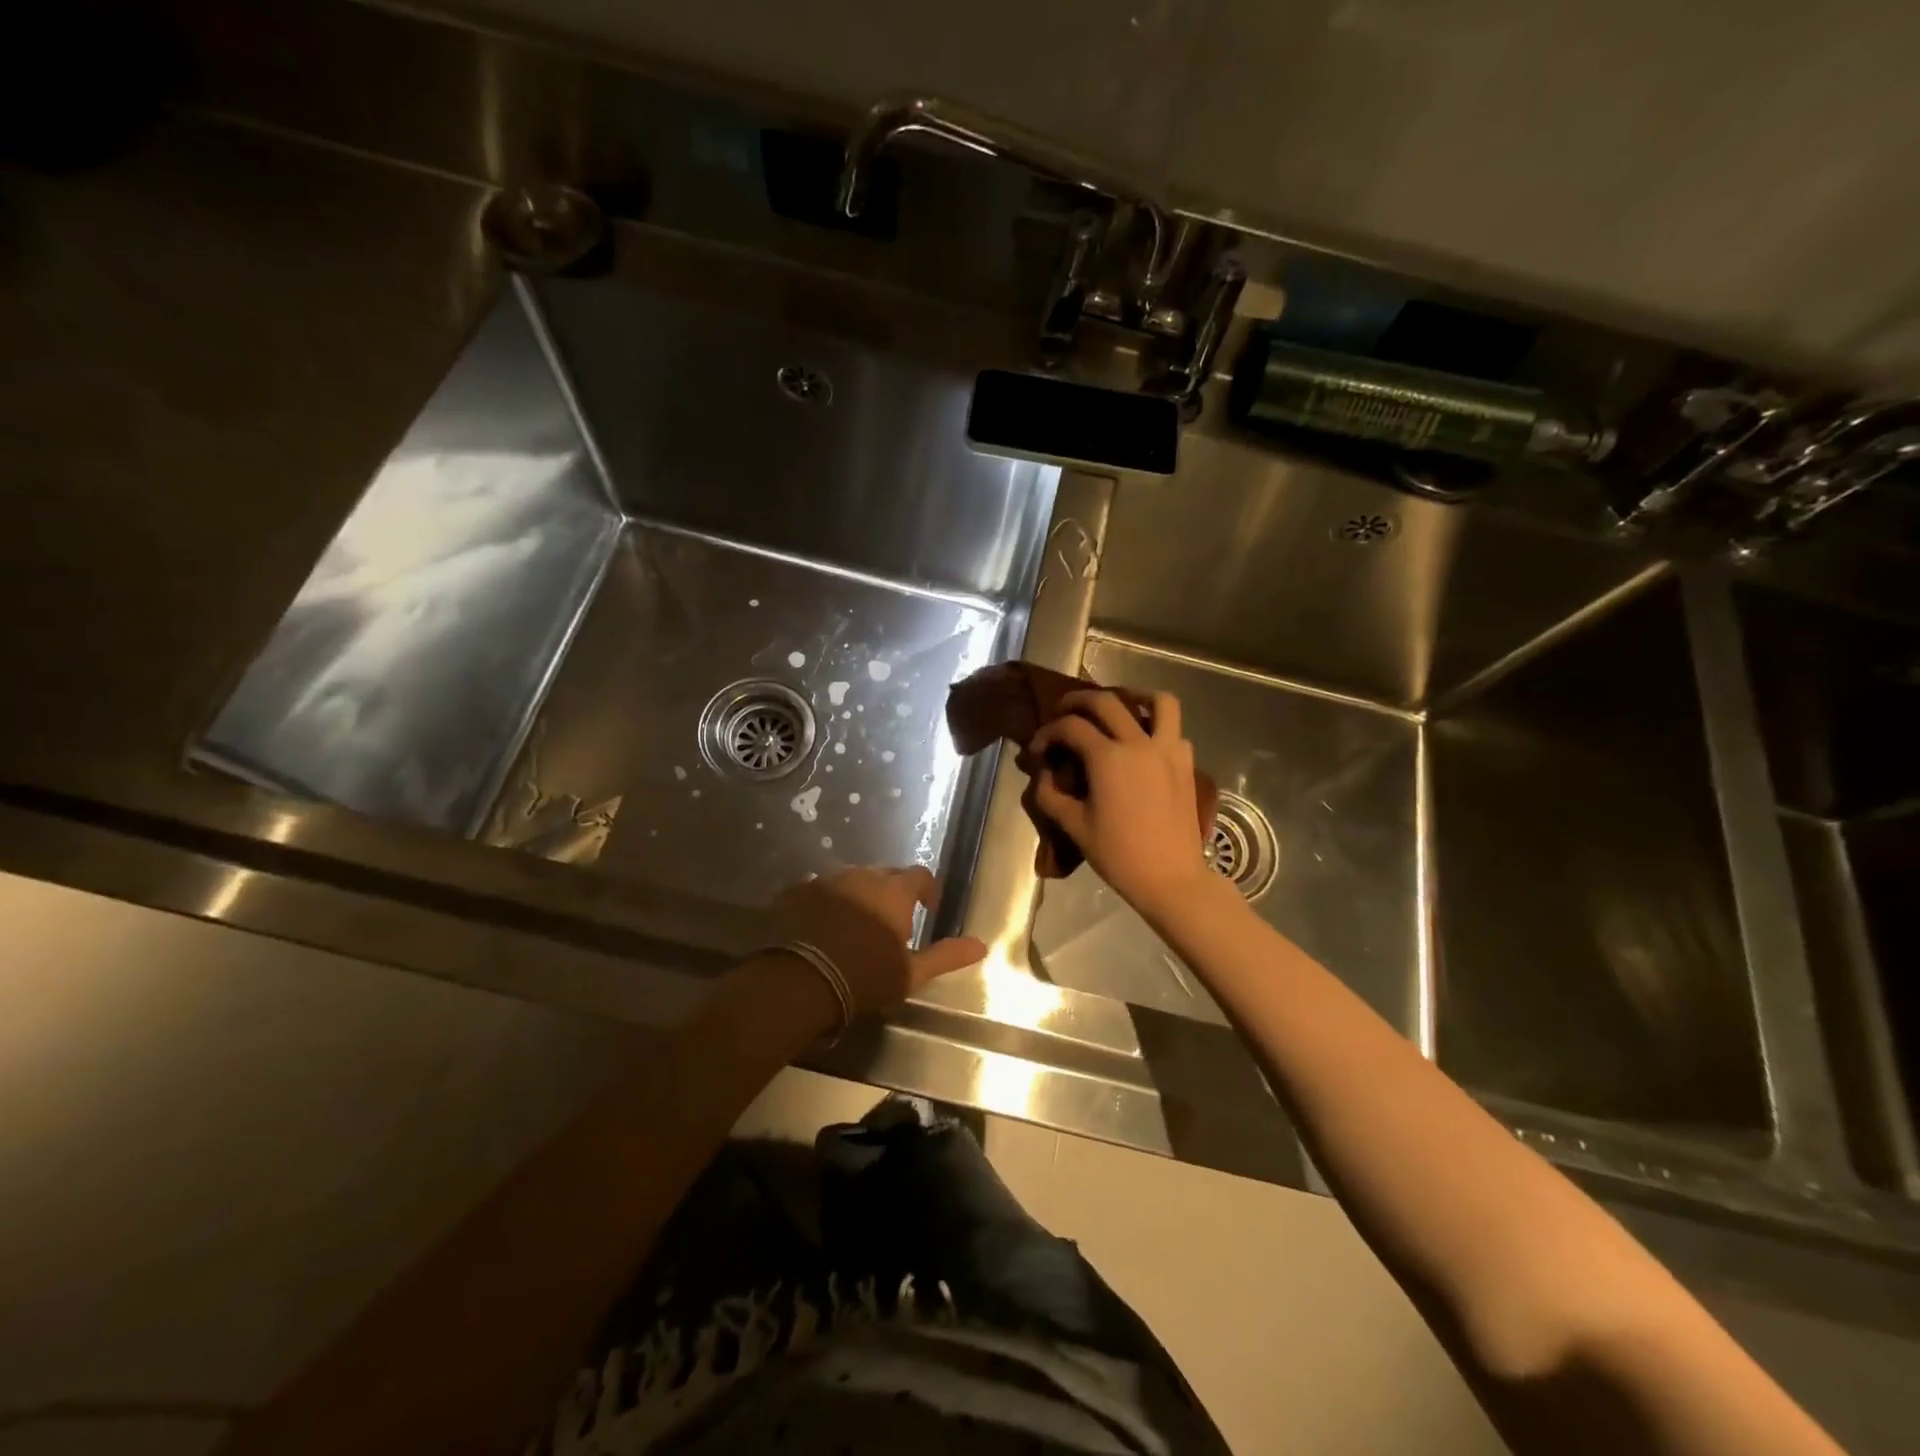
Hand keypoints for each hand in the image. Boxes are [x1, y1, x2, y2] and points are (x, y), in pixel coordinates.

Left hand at [770, 865, 986, 1018]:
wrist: (799, 981)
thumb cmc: (864, 978)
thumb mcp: (911, 973)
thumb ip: (947, 956)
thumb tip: (982, 944)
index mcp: (893, 892)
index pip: (920, 875)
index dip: (927, 890)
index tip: (926, 910)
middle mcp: (862, 876)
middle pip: (884, 874)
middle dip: (892, 891)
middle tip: (890, 922)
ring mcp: (826, 880)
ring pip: (851, 880)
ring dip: (858, 895)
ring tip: (854, 925)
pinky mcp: (796, 891)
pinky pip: (819, 890)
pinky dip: (827, 903)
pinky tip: (822, 927)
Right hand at [1028, 689, 1211, 918]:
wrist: (1170, 878)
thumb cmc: (1118, 855)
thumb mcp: (1074, 826)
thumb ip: (1051, 794)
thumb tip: (1044, 774)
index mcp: (1108, 758)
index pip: (1070, 727)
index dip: (1048, 732)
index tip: (1038, 748)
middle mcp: (1139, 743)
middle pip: (1107, 701)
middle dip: (1079, 700)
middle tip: (1064, 711)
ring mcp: (1168, 750)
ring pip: (1158, 702)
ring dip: (1134, 696)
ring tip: (1119, 707)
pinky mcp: (1186, 763)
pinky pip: (1175, 729)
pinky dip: (1158, 725)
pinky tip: (1144, 742)